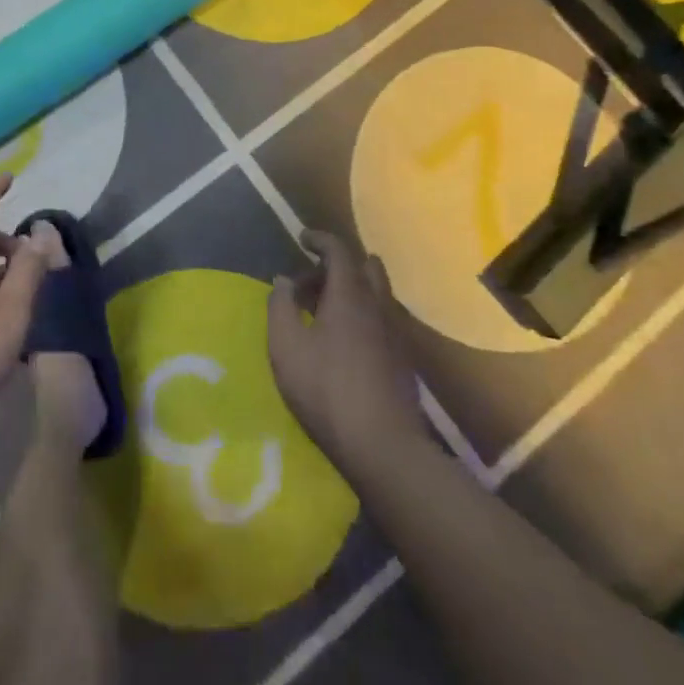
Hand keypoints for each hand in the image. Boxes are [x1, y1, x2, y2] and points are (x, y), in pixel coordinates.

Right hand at [268, 230, 423, 479]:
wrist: (384, 446)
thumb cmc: (326, 390)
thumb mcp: (286, 347)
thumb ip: (280, 306)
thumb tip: (283, 280)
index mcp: (350, 295)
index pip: (339, 250)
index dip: (319, 239)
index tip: (301, 238)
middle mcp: (378, 305)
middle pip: (365, 267)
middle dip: (337, 264)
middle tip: (310, 281)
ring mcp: (395, 332)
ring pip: (376, 293)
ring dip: (350, 290)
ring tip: (322, 312)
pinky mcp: (403, 358)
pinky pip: (381, 317)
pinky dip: (362, 313)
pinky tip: (343, 340)